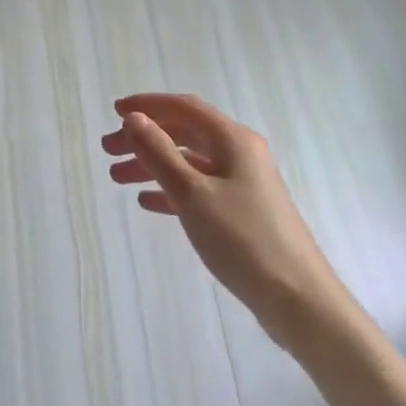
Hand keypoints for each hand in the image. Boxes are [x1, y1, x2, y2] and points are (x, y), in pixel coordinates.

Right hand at [103, 94, 335, 342]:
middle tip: (107, 150)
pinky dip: (171, 190)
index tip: (114, 112)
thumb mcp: (192, 194)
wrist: (298, 300)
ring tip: (117, 178)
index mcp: (232, 140)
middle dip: (144, 137)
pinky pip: (199, 188)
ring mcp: (243, 183)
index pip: (183, 108)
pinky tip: (147, 202)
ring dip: (153, 165)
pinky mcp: (242, 211)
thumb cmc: (243, 239)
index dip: (147, 105)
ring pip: (188, 162)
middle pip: (184, 133)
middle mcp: (239, 153)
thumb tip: (134, 118)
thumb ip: (159, 153)